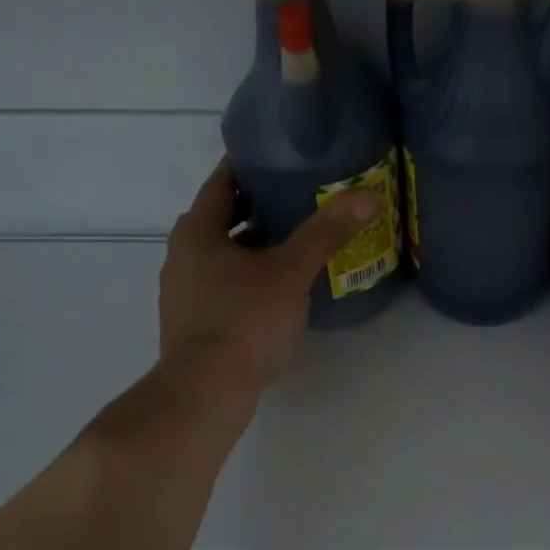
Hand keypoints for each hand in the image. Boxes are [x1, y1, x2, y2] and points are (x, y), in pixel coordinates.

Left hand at [159, 159, 379, 395]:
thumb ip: (326, 232)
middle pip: (221, 218)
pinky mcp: (194, 322)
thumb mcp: (290, 271)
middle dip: (257, 207)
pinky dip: (248, 276)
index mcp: (197, 232)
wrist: (206, 392)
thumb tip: (368, 195)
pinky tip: (279, 288)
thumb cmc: (244, 320)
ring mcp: (184, 292)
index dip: (249, 166)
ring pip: (222, 255)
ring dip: (253, 244)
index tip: (282, 158)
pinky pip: (223, 284)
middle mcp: (182, 256)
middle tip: (300, 198)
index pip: (221, 183)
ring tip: (296, 242)